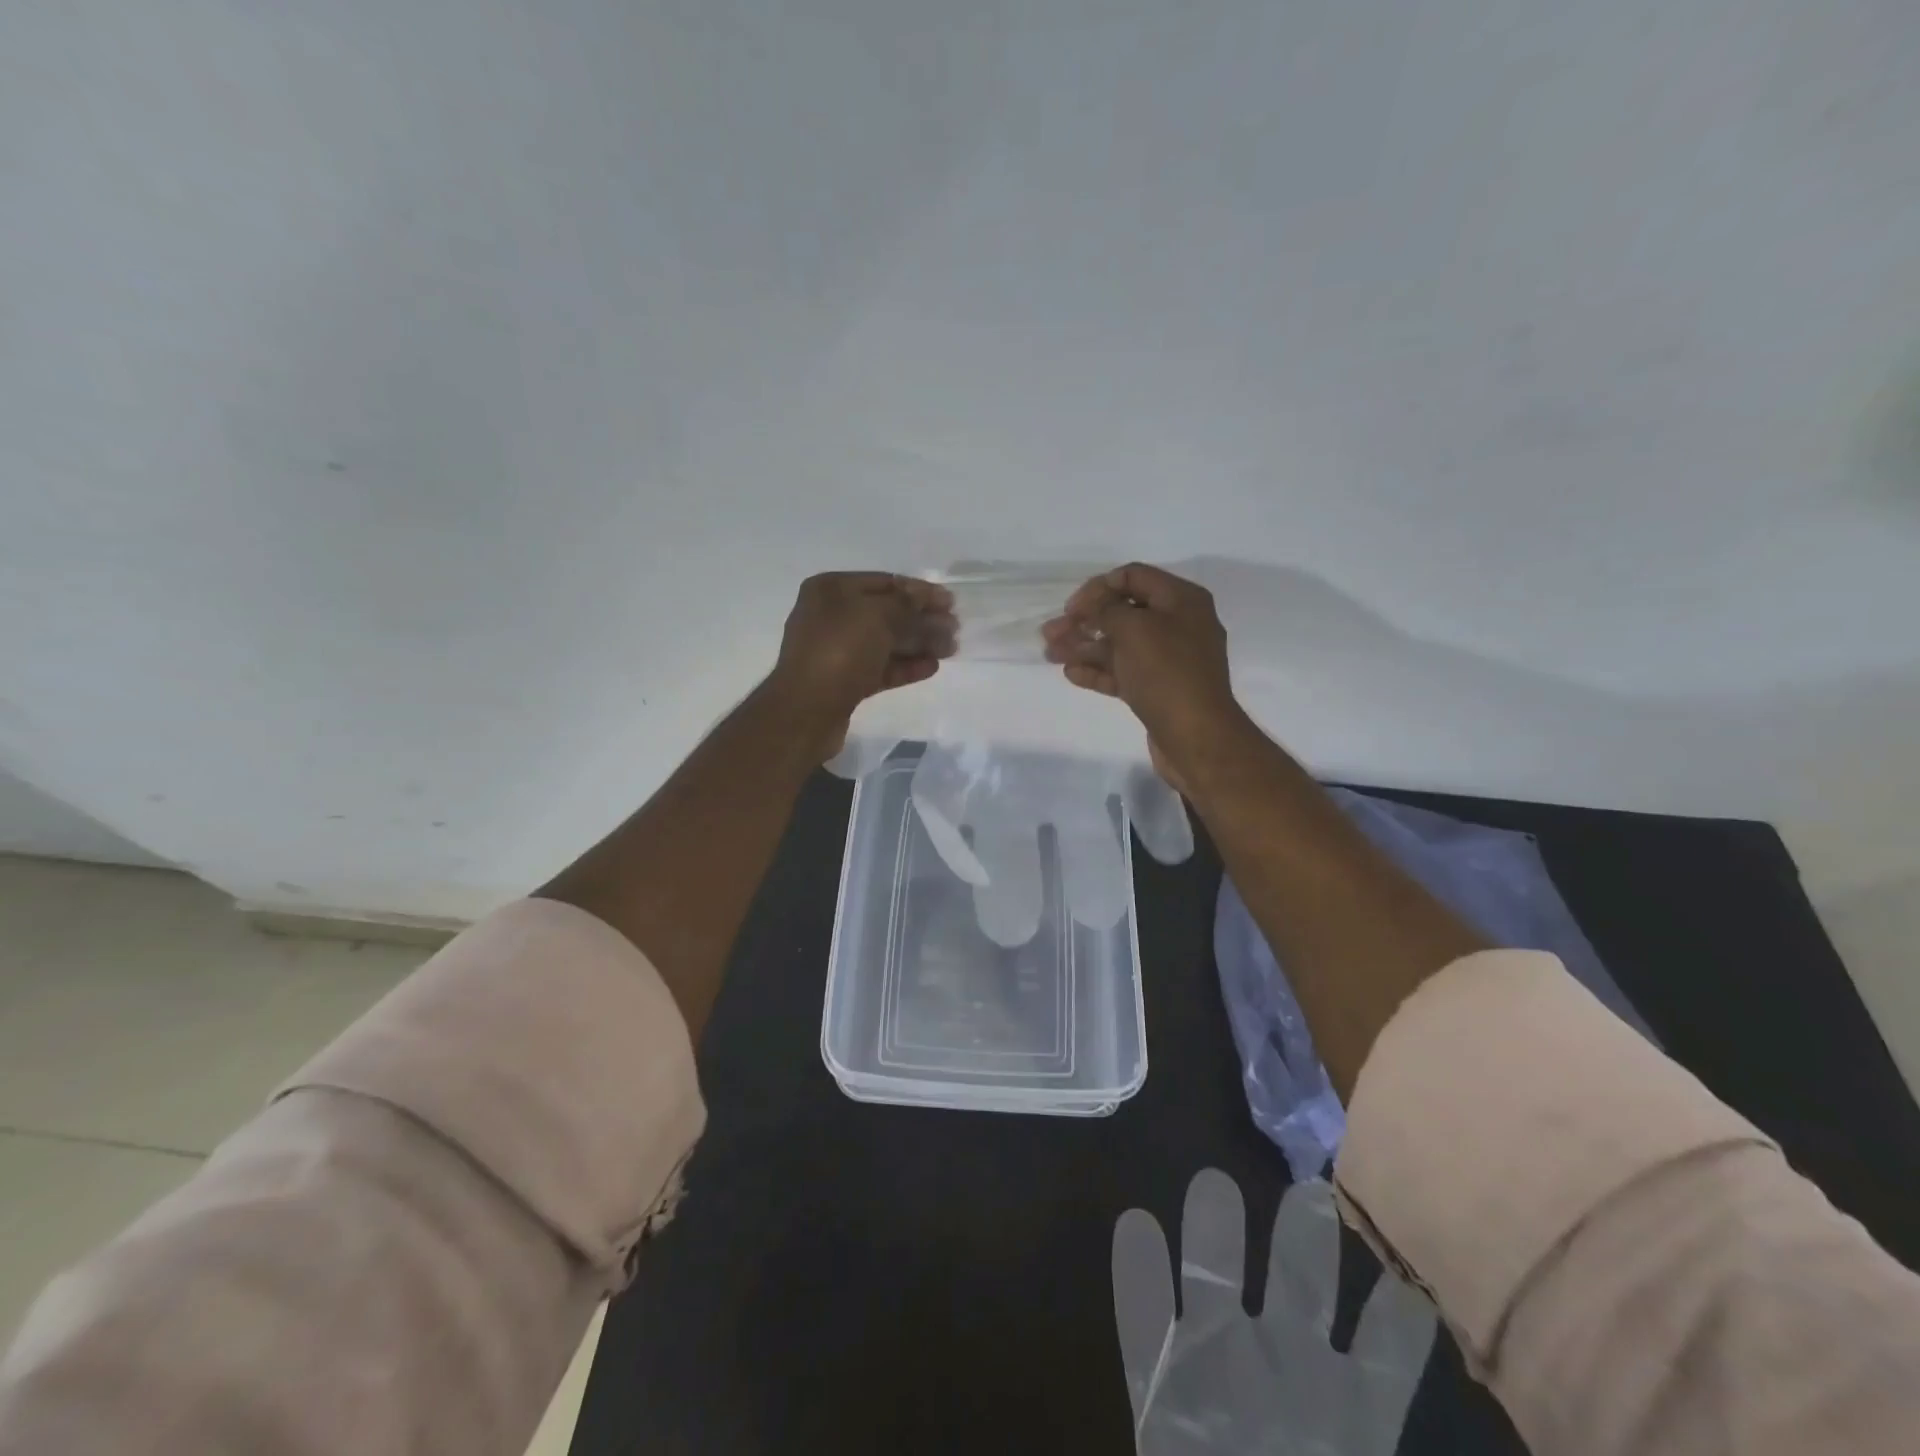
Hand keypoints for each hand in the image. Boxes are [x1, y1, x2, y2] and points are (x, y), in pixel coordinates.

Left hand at [767, 572, 955, 754]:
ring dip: (919, 643)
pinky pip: (880, 667)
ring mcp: (836, 650)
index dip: (920, 591)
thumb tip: (927, 597)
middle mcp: (831, 616)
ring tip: (950, 649)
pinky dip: (905, 666)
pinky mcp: (844, 681)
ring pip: (885, 642)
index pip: (885, 582)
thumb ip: (907, 604)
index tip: (950, 602)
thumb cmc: (839, 651)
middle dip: (922, 619)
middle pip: (887, 613)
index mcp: (831, 590)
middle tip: (955, 629)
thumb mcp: (877, 616)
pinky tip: (931, 667)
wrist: (806, 711)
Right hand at [1042, 563, 1246, 791]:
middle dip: (1084, 621)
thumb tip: (1094, 607)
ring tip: (1050, 654)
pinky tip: (1070, 674)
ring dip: (1084, 647)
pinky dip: (1098, 671)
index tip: (1071, 608)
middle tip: (1050, 633)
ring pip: (1120, 645)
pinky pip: (1124, 672)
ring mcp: (1169, 660)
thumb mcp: (1134, 628)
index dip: (1098, 587)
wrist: (1196, 736)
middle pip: (1123, 613)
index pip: (1133, 577)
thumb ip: (1107, 610)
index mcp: (1181, 600)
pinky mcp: (1158, 689)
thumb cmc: (1166, 672)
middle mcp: (1178, 624)